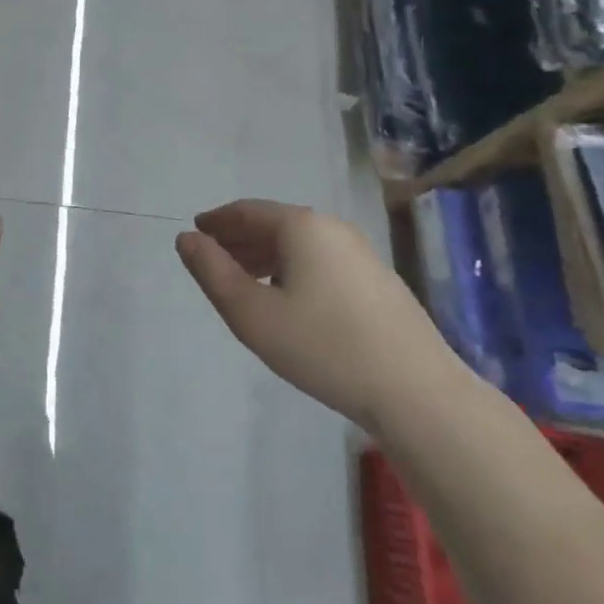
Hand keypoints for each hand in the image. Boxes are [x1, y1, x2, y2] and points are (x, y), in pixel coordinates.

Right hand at [176, 201, 462, 430]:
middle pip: (274, 224)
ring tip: (243, 280)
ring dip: (265, 256)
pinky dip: (292, 268)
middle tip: (212, 258)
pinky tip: (287, 298)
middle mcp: (332, 228)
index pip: (247, 211)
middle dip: (239, 239)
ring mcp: (361, 253)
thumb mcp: (251, 313)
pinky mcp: (378, 280)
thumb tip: (186, 238)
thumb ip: (212, 271)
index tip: (196, 231)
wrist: (417, 392)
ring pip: (299, 245)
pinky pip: (321, 261)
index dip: (217, 221)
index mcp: (300, 226)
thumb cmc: (323, 346)